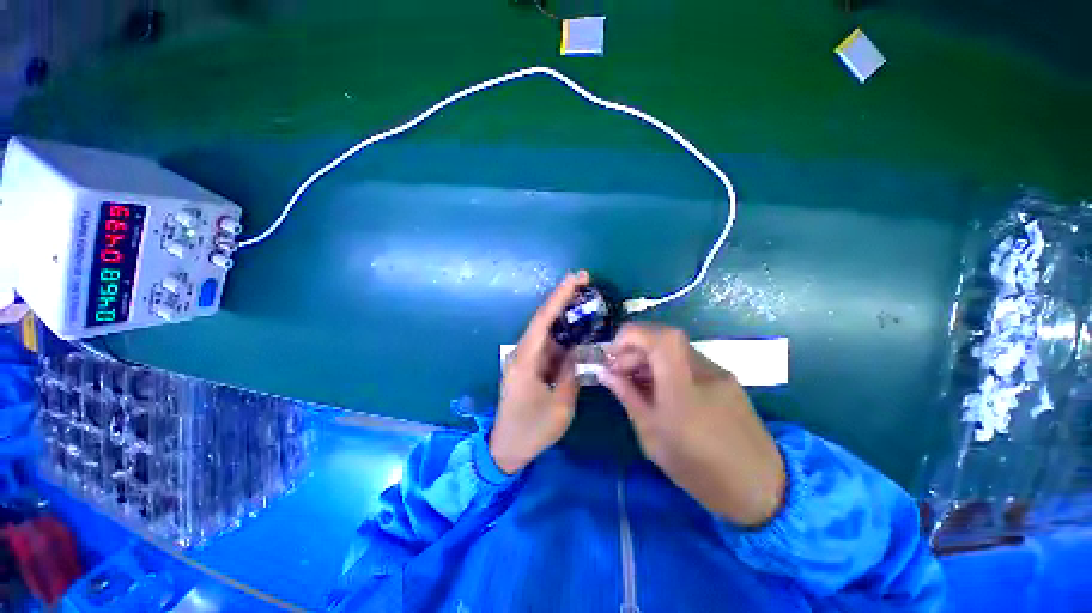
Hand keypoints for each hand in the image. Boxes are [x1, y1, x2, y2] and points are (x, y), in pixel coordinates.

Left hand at [490, 271, 588, 474]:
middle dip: (563, 299)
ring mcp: (525, 358)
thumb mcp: (559, 406)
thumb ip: (570, 374)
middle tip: (583, 281)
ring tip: (584, 299)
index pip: (543, 321)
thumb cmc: (532, 429)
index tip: (575, 278)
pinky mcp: (530, 365)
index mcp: (526, 360)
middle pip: (543, 319)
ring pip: (546, 330)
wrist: (507, 447)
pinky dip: (563, 334)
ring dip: (564, 314)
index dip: (559, 298)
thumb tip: (578, 351)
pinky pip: (548, 344)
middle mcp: (522, 353)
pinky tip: (577, 328)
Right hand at [599, 324, 785, 526]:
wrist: (759, 488)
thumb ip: (627, 397)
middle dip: (635, 348)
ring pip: (675, 348)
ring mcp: (717, 373)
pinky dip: (665, 365)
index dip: (632, 335)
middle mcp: (703, 372)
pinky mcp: (724, 378)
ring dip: (648, 357)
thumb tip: (605, 373)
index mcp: (683, 389)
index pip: (662, 338)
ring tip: (634, 380)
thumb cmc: (698, 469)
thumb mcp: (652, 435)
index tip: (612, 353)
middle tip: (618, 370)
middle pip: (665, 337)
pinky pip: (687, 361)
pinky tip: (658, 388)